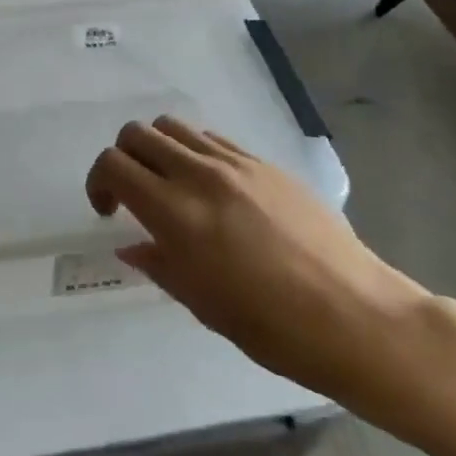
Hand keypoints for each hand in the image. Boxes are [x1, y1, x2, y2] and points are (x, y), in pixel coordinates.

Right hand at [86, 117, 431, 411]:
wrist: (356, 316)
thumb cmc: (273, 328)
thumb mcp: (203, 305)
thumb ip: (160, 264)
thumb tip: (133, 244)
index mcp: (176, 213)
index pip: (114, 165)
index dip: (98, 182)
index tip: (108, 211)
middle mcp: (199, 175)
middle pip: (138, 134)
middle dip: (123, 158)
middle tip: (134, 194)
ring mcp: (235, 163)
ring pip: (174, 127)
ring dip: (158, 149)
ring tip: (172, 185)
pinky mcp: (264, 163)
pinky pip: (213, 139)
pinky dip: (195, 152)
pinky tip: (212, 188)